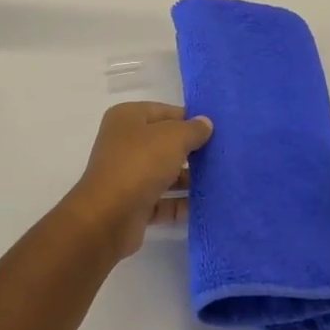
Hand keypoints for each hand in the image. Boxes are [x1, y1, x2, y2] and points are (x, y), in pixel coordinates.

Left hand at [64, 102, 213, 261]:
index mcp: (128, 118)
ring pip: (165, 172)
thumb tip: (205, 123)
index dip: (190, 119)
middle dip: (192, 151)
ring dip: (189, 178)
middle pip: (166, 143)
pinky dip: (181, 203)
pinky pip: (163, 200)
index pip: (166, 112)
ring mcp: (128, 174)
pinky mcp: (133, 203)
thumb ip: (193, 129)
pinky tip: (206, 205)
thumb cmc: (140, 164)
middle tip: (222, 156)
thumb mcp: (173, 138)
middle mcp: (125, 143)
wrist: (108, 217)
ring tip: (219, 181)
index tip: (216, 131)